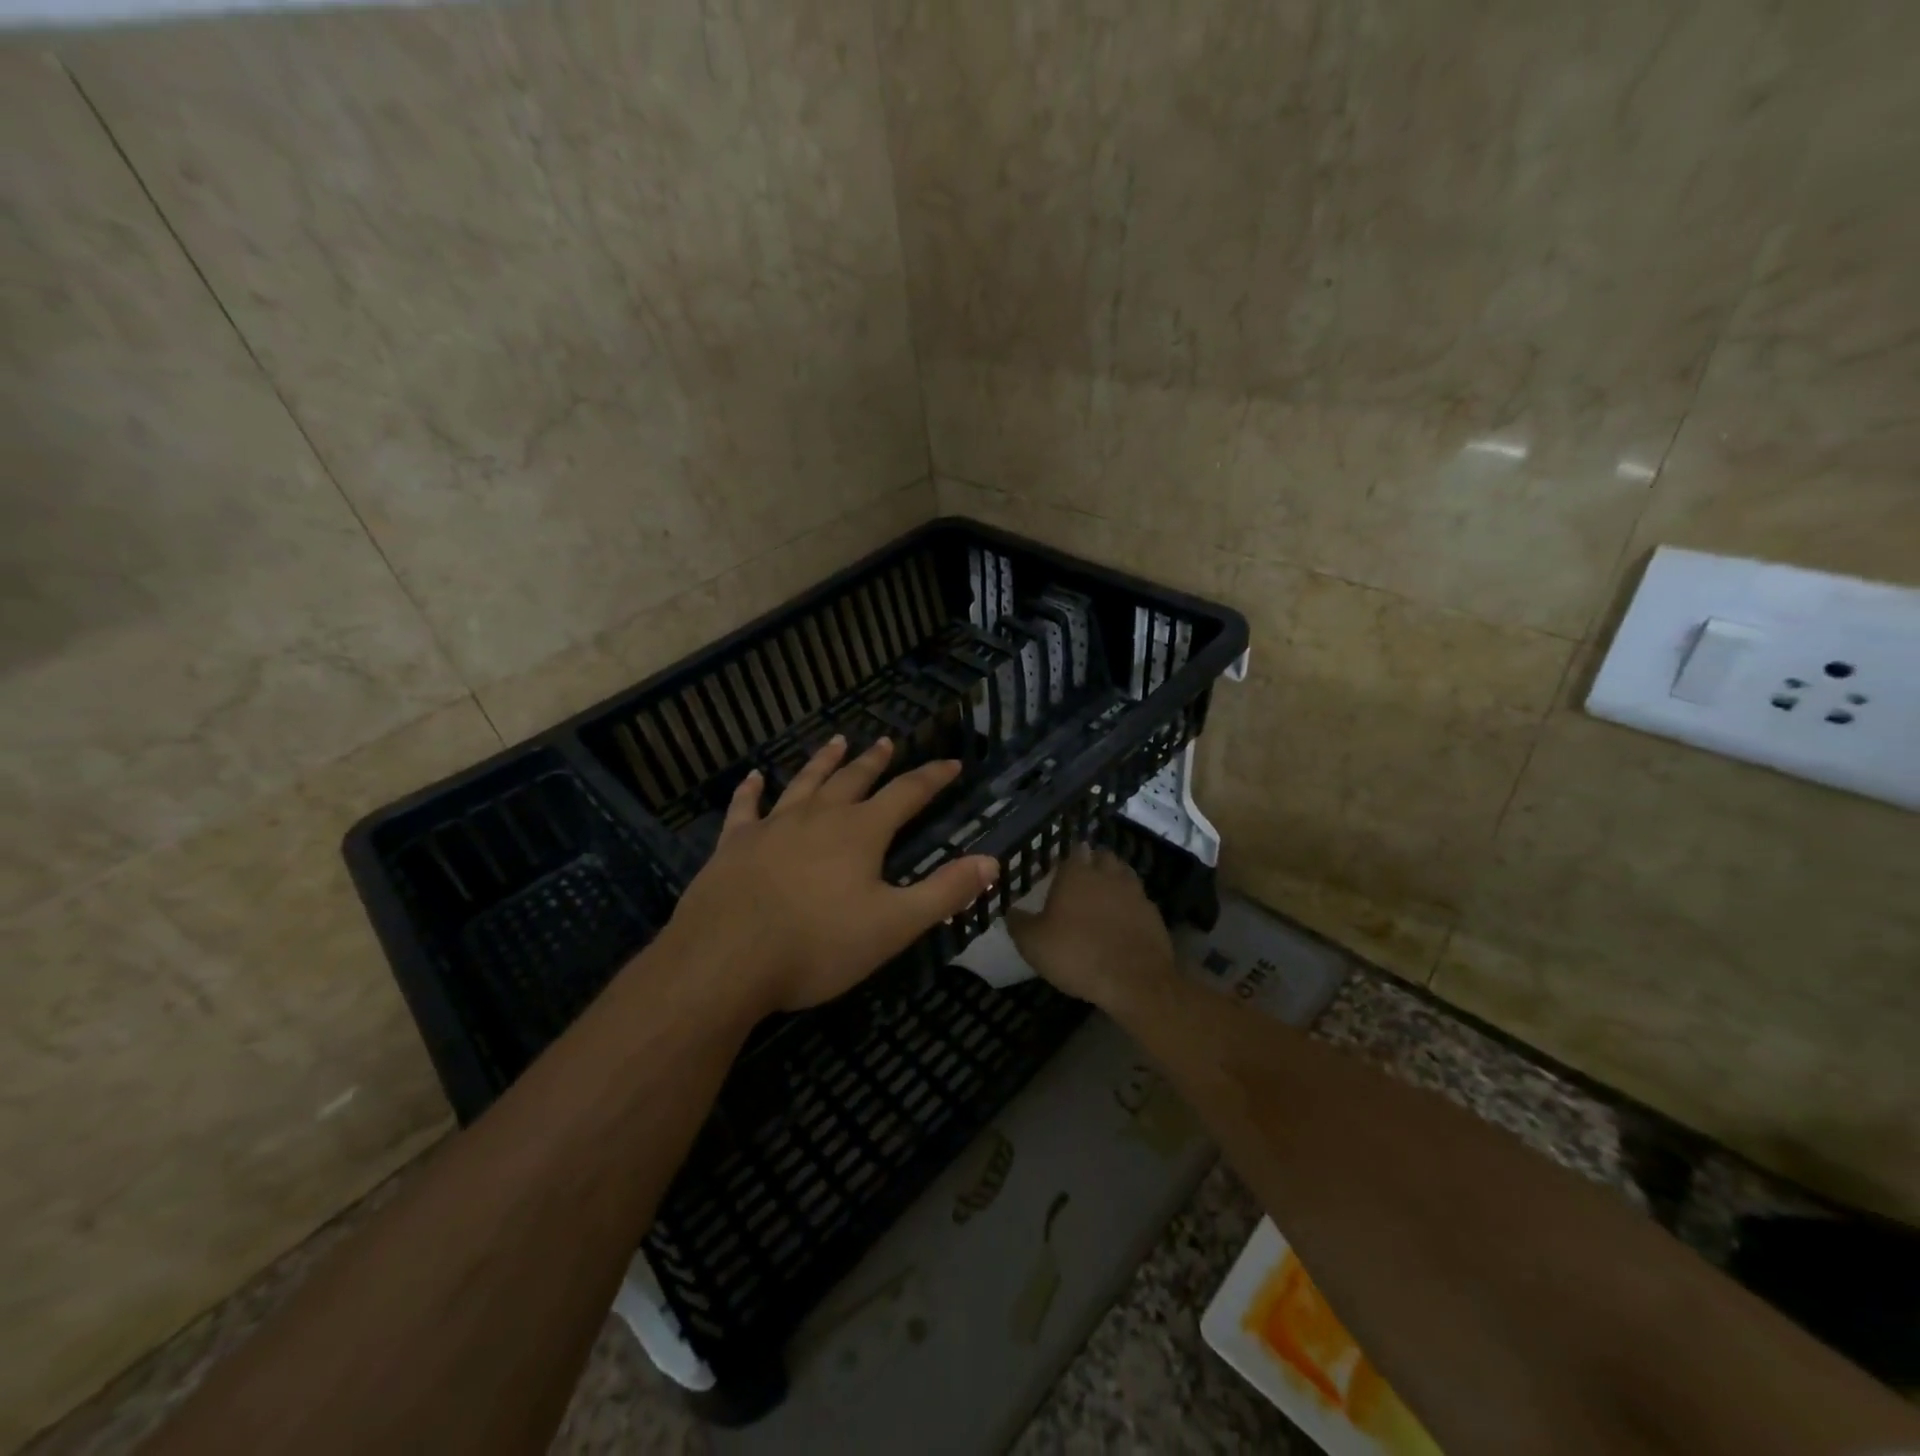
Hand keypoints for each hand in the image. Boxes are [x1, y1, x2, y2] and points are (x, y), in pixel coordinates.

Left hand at [660, 735, 998, 1013]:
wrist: (726, 959)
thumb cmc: (818, 944)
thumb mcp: (894, 925)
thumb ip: (944, 892)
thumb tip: (991, 861)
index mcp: (860, 832)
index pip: (906, 794)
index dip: (932, 778)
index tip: (951, 763)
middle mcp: (818, 817)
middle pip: (853, 779)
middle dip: (875, 761)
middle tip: (886, 742)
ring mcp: (772, 826)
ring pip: (804, 783)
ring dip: (823, 761)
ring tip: (837, 741)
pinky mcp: (734, 844)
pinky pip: (745, 808)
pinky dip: (751, 790)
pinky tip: (754, 777)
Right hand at [1007, 845, 1177, 1008]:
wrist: (1134, 980)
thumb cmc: (1077, 954)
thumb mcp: (1033, 943)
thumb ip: (1019, 923)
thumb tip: (1011, 911)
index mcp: (1076, 874)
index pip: (1073, 851)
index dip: (1066, 860)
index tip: (1059, 872)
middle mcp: (1107, 874)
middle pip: (1102, 857)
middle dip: (1093, 863)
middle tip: (1082, 882)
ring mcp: (1134, 892)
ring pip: (1124, 874)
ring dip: (1114, 881)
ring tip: (1103, 899)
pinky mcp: (1154, 913)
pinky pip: (1139, 900)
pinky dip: (1130, 906)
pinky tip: (1122, 922)